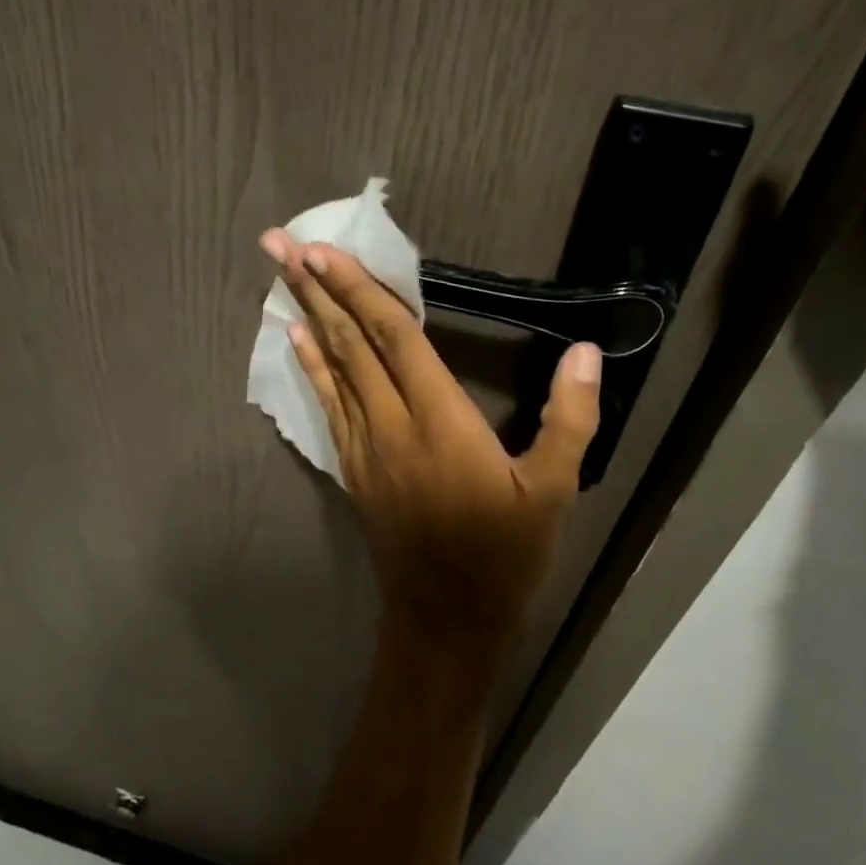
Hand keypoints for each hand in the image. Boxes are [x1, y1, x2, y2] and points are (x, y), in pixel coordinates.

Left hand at [259, 228, 601, 649]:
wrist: (446, 621)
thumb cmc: (504, 557)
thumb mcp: (553, 492)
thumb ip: (570, 420)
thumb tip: (586, 352)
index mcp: (442, 422)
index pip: (394, 339)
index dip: (359, 290)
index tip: (323, 251)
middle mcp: (392, 426)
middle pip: (351, 344)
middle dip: (316, 289)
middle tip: (279, 244)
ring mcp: (364, 449)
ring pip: (332, 369)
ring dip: (307, 318)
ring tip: (279, 277)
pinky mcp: (352, 470)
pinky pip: (328, 406)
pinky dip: (312, 368)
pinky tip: (297, 341)